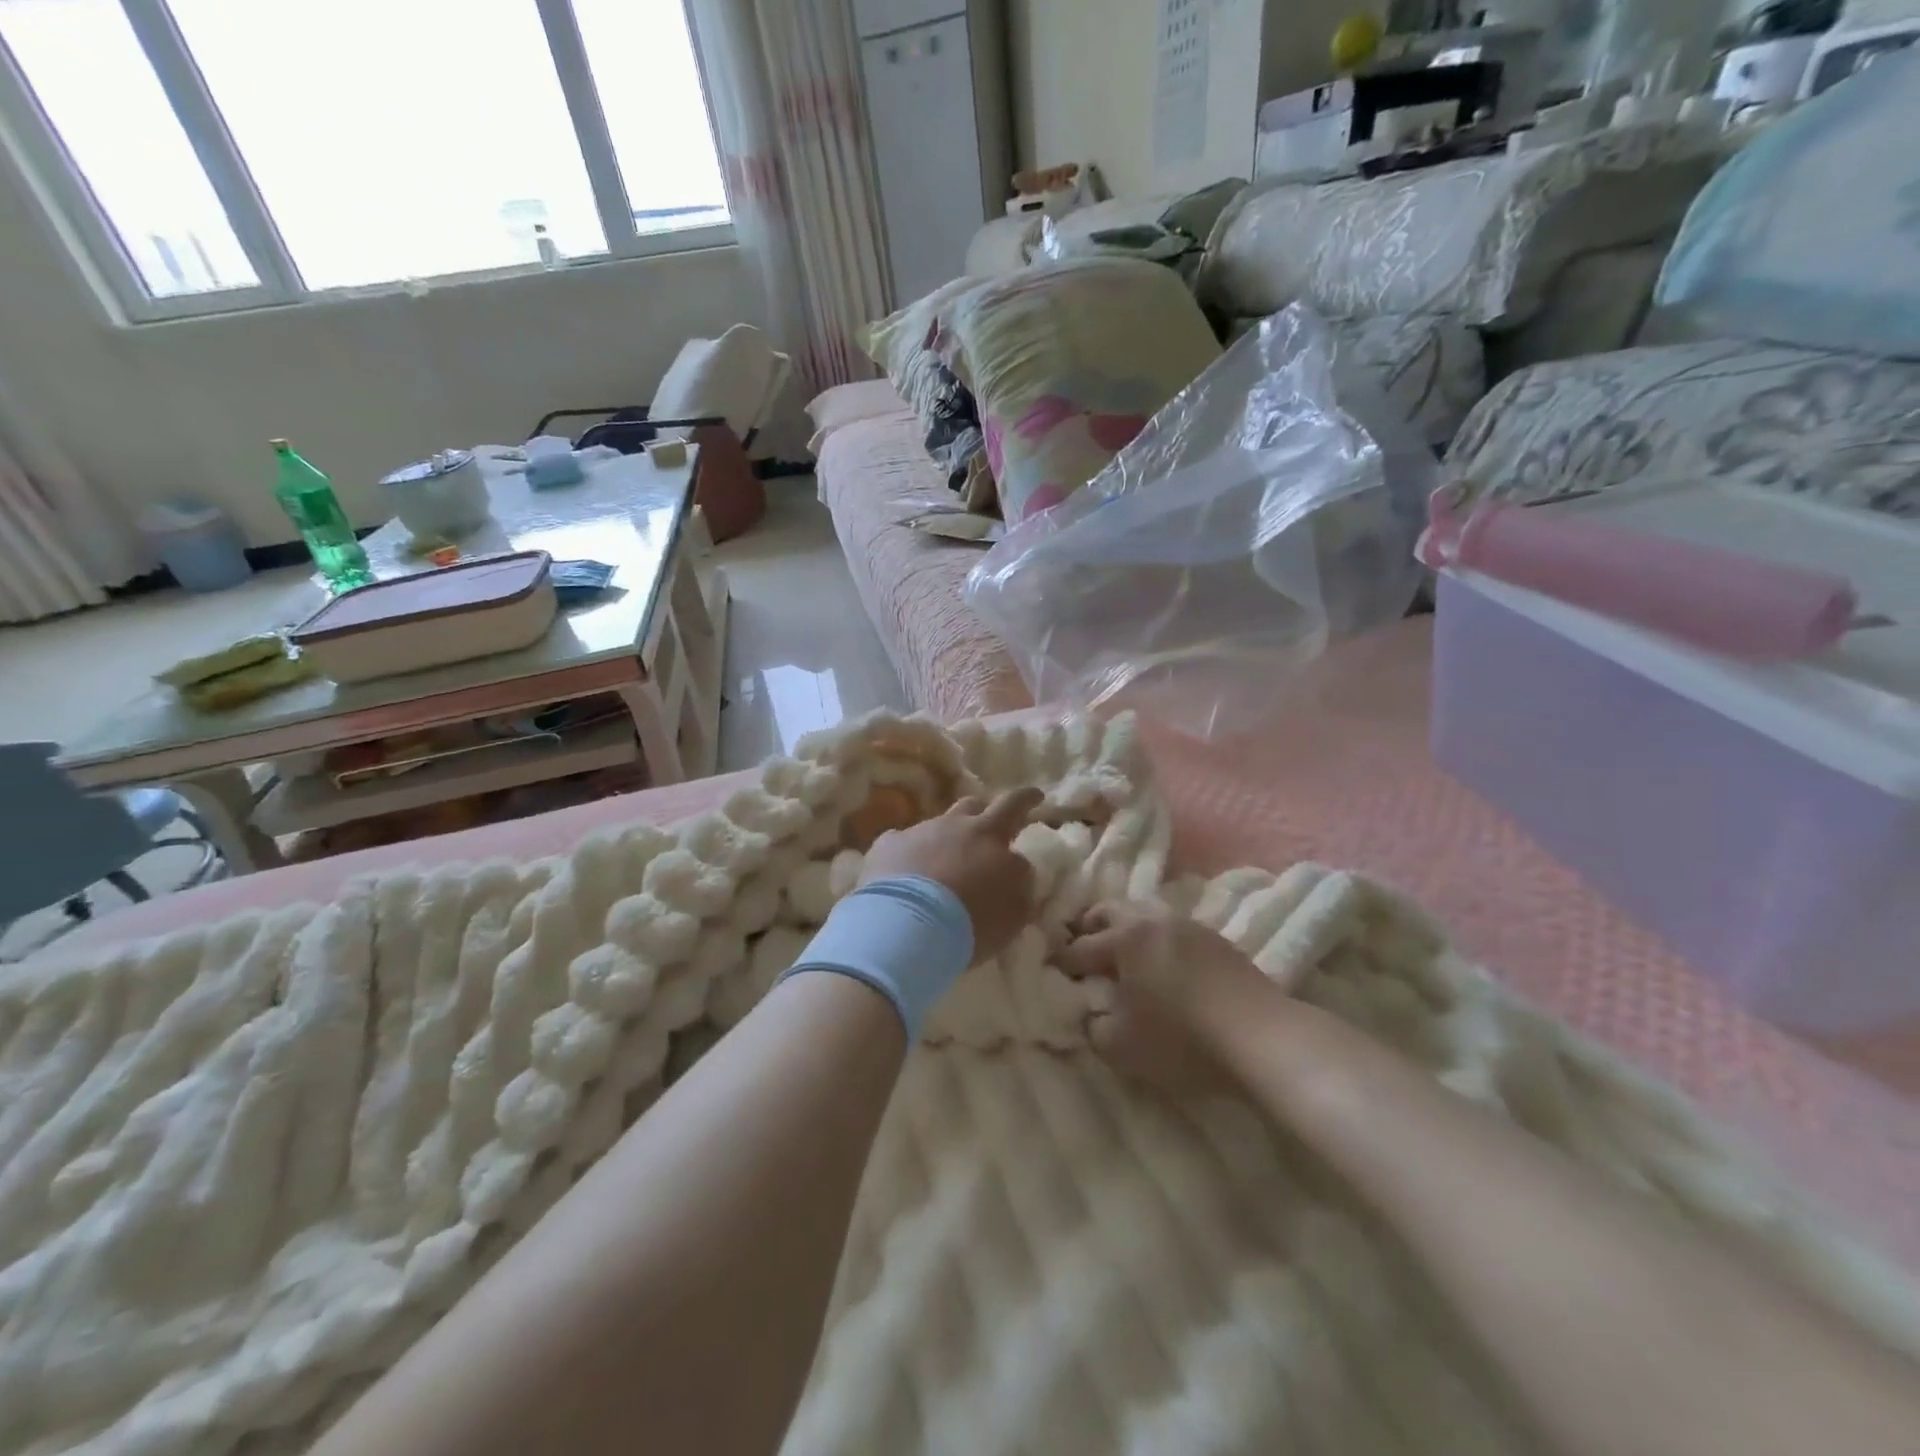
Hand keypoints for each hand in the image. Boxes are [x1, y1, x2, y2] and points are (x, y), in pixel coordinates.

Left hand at [860, 789, 1042, 962]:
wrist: (905, 927)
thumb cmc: (969, 924)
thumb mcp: (1011, 913)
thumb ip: (1019, 888)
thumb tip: (1017, 872)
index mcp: (991, 836)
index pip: (1015, 807)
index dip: (1028, 800)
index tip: (1036, 797)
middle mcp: (956, 825)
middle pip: (975, 804)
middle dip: (985, 808)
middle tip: (993, 818)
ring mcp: (919, 832)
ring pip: (939, 822)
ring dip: (948, 835)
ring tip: (947, 857)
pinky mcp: (888, 846)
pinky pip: (901, 842)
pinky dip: (909, 854)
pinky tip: (904, 872)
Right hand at [1058, 901, 1274, 1094]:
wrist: (1261, 1036)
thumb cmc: (1181, 1039)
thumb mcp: (1121, 1047)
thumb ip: (1094, 1028)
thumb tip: (1091, 1015)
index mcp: (1124, 939)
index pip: (1080, 947)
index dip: (1062, 962)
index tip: (1052, 972)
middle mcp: (1152, 920)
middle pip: (1110, 910)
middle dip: (1090, 927)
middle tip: (1083, 949)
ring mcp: (1187, 925)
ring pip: (1144, 912)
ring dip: (1126, 927)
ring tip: (1124, 954)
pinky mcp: (1215, 938)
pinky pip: (1171, 927)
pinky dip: (1156, 938)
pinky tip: (1162, 963)